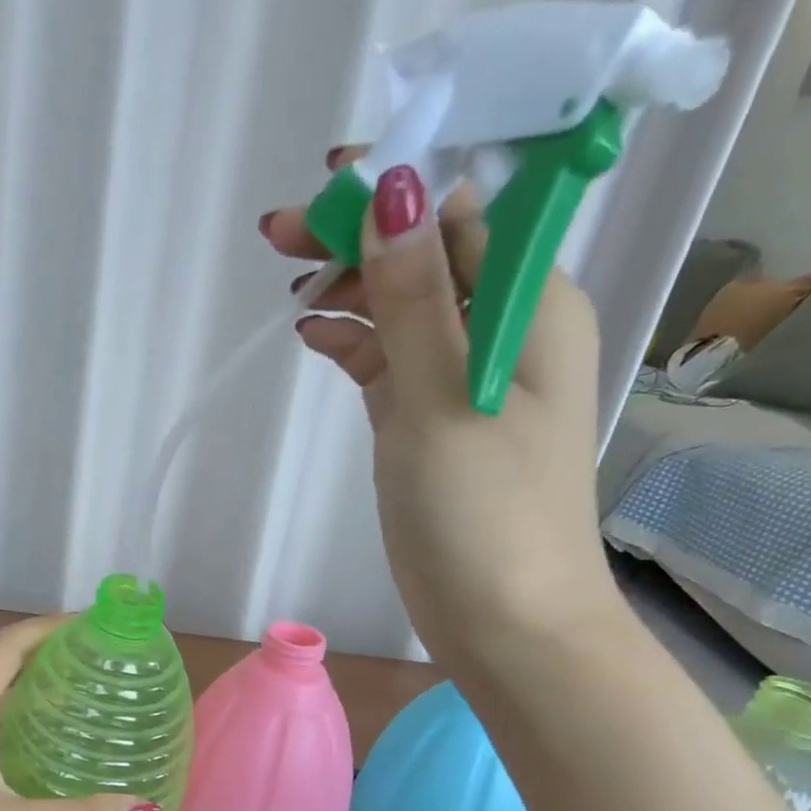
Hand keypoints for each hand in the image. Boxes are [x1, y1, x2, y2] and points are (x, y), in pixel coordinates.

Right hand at [262, 154, 617, 665]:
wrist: (507, 624)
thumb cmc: (485, 514)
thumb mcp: (442, 399)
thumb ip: (416, 299)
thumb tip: (396, 189)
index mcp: (531, 307)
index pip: (462, 214)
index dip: (396, 188)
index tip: (322, 186)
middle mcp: (504, 329)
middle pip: (427, 255)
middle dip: (360, 235)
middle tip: (279, 237)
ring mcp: (465, 378)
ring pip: (404, 306)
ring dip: (351, 287)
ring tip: (291, 288)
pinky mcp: (431, 421)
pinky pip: (392, 359)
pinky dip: (354, 342)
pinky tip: (312, 336)